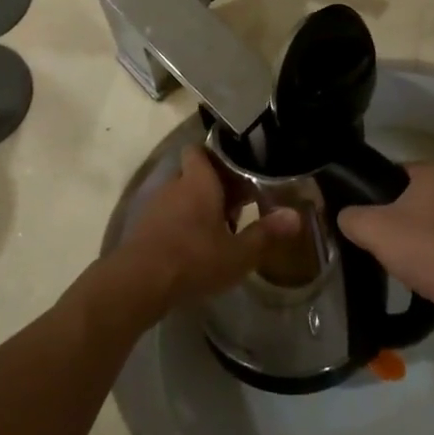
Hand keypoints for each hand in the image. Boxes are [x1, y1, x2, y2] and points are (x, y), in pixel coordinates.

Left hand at [105, 146, 299, 322]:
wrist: (137, 283)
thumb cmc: (193, 260)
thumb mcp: (237, 254)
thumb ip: (266, 234)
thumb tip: (296, 216)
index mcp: (198, 182)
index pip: (201, 150)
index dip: (217, 156)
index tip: (238, 169)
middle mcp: (174, 186)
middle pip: (194, 174)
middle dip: (214, 187)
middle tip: (238, 207)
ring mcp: (154, 206)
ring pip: (180, 196)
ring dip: (197, 208)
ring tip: (219, 230)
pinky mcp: (141, 228)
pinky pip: (166, 216)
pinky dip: (180, 225)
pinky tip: (194, 248)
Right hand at [338, 163, 433, 327]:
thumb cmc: (425, 248)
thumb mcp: (373, 229)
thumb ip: (351, 217)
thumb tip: (346, 218)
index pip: (394, 173)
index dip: (374, 194)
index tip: (364, 217)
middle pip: (410, 199)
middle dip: (393, 218)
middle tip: (376, 240)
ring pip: (427, 222)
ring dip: (413, 238)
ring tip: (397, 259)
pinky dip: (431, 253)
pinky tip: (420, 271)